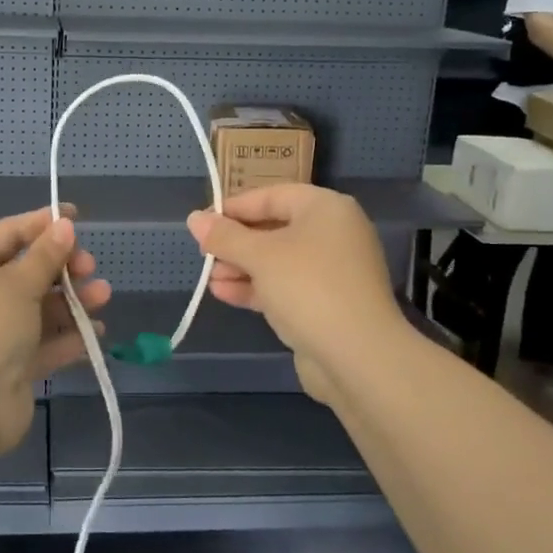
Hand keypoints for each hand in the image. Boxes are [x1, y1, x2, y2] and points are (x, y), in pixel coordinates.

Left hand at [0, 208, 110, 455]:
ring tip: (103, 296)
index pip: (7, 234)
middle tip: (90, 267)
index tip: (75, 217)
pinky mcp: (8, 367)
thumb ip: (46, 255)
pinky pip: (41, 344)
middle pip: (25, 272)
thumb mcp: (17, 283)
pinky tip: (96, 333)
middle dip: (62, 268)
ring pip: (37, 309)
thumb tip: (63, 225)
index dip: (41, 224)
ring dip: (71, 301)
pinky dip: (67, 337)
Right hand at [187, 185, 402, 401]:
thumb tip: (194, 218)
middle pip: (275, 228)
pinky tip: (224, 295)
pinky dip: (258, 288)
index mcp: (325, 209)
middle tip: (205, 254)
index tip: (202, 222)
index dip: (234, 207)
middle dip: (236, 243)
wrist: (358, 357)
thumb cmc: (308, 287)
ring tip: (210, 279)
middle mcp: (334, 234)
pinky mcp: (328, 304)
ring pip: (278, 261)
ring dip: (242, 268)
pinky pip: (286, 287)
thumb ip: (224, 236)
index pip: (272, 195)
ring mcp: (333, 272)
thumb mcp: (259, 256)